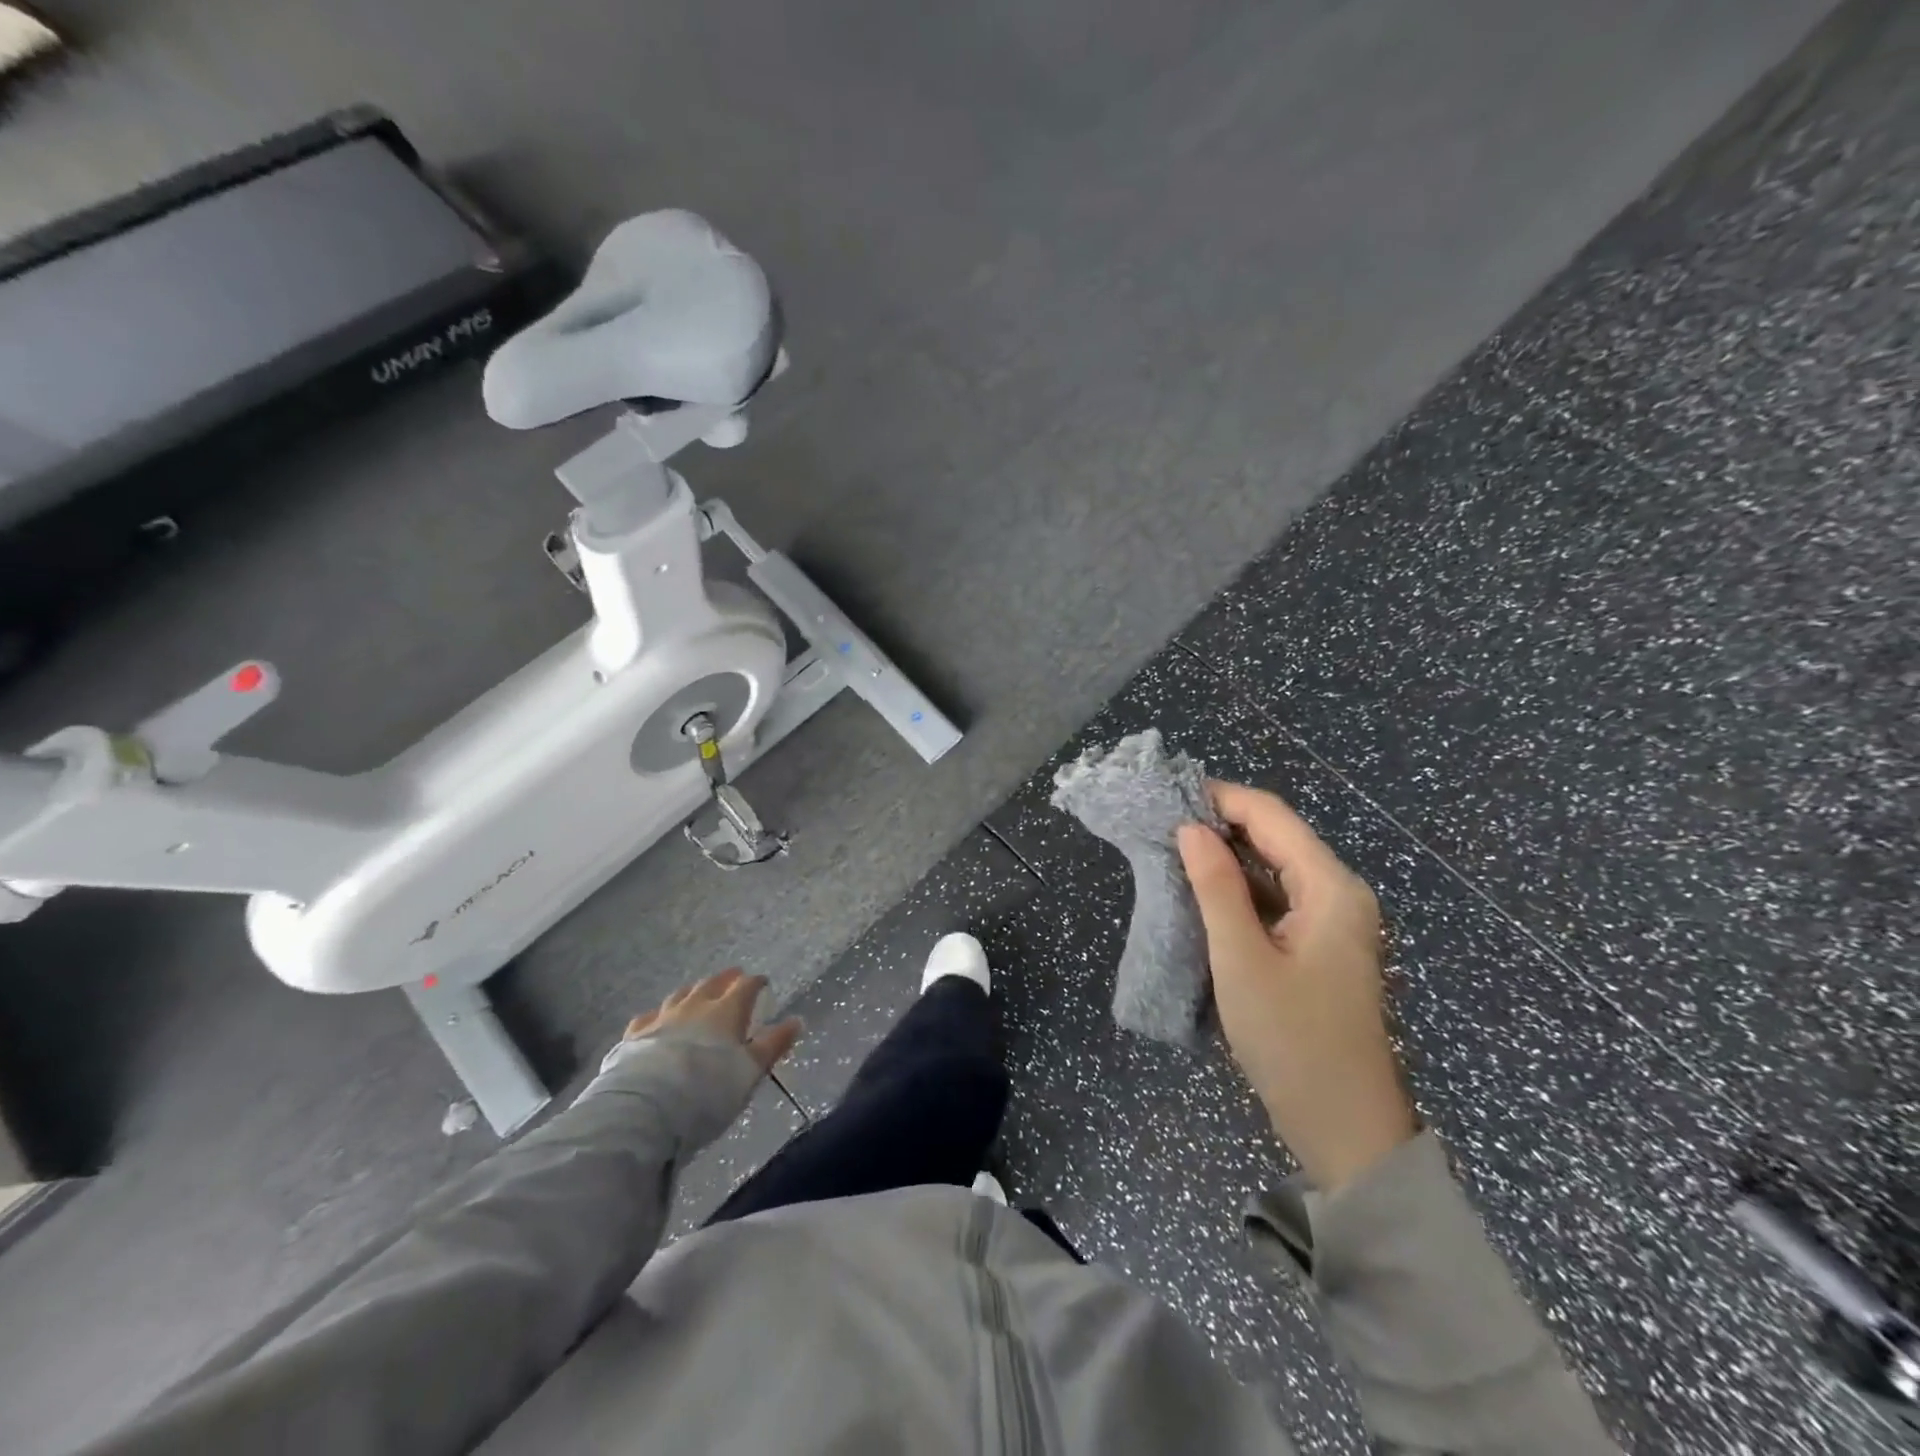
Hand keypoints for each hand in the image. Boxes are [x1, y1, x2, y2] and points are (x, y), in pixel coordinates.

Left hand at [625, 968, 801, 1075]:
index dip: (756, 982)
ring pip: (680, 994)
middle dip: (725, 979)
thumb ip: (773, 1045)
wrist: (647, 1107)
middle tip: (733, 977)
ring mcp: (662, 1017)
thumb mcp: (751, 1071)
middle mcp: (694, 1006)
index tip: (763, 982)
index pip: (746, 986)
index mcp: (726, 1011)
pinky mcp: (635, 1035)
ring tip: (698, 992)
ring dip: (693, 991)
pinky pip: (650, 1016)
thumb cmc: (709, 1090)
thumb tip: (797, 1020)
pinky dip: (659, 1015)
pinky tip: (657, 1019)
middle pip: (712, 984)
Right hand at [1178, 784, 1415, 1191]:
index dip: (1220, 798)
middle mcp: (1339, 893)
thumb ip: (1216, 887)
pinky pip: (1276, 899)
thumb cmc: (1293, 1041)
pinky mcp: (1320, 947)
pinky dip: (1239, 890)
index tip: (1167, 797)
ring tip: (1171, 852)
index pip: (1271, 816)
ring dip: (1226, 857)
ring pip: (1274, 868)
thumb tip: (1189, 828)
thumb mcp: (1242, 960)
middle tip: (1161, 825)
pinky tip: (1202, 894)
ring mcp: (1332, 922)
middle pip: (1276, 837)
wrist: (1346, 1129)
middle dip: (1220, 825)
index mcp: (1331, 887)